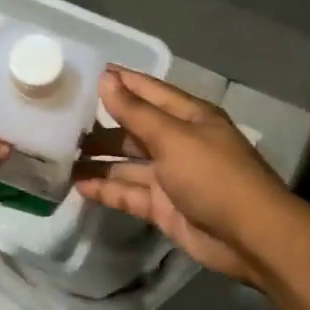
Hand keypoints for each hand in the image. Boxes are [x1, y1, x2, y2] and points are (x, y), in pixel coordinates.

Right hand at [75, 68, 292, 285]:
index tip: (84, 73)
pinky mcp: (163, 207)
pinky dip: (106, 190)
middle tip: (59, 120)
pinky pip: (129, 193)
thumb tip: (106, 78)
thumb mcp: (173, 138)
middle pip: (134, 128)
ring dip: (98, 159)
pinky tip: (78, 186)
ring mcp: (170, 176)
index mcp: (189, 117)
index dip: (119, 81)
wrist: (249, 236)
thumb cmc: (213, 175)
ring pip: (127, 163)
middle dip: (101, 124)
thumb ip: (135, 112)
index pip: (148, 91)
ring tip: (59, 155)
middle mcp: (178, 142)